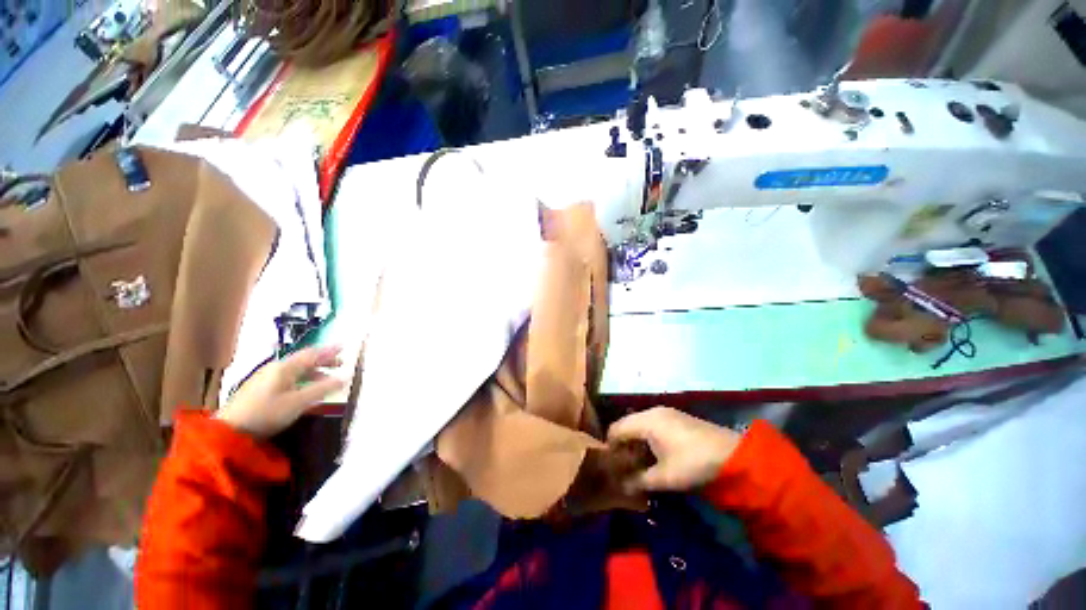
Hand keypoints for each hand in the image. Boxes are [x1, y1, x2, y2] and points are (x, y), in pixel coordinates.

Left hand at [214, 346, 344, 437]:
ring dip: (313, 371)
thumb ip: (323, 389)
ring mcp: (265, 378)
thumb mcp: (299, 402)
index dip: (329, 350)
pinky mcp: (259, 389)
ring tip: (326, 378)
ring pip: (295, 369)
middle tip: (340, 363)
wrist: (230, 431)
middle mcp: (275, 368)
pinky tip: (305, 389)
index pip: (312, 354)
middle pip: (303, 360)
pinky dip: (302, 379)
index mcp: (285, 367)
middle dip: (323, 360)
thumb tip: (345, 377)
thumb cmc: (267, 413)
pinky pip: (287, 377)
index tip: (344, 347)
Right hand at [607, 407, 741, 492]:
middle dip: (622, 445)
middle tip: (623, 466)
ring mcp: (666, 413)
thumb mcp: (665, 477)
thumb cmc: (693, 464)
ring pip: (640, 424)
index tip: (610, 466)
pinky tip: (654, 455)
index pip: (616, 428)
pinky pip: (652, 425)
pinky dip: (647, 438)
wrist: (735, 456)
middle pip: (627, 425)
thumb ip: (639, 480)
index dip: (610, 446)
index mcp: (646, 421)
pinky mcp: (677, 418)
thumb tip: (621, 487)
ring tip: (638, 463)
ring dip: (635, 442)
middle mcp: (653, 412)